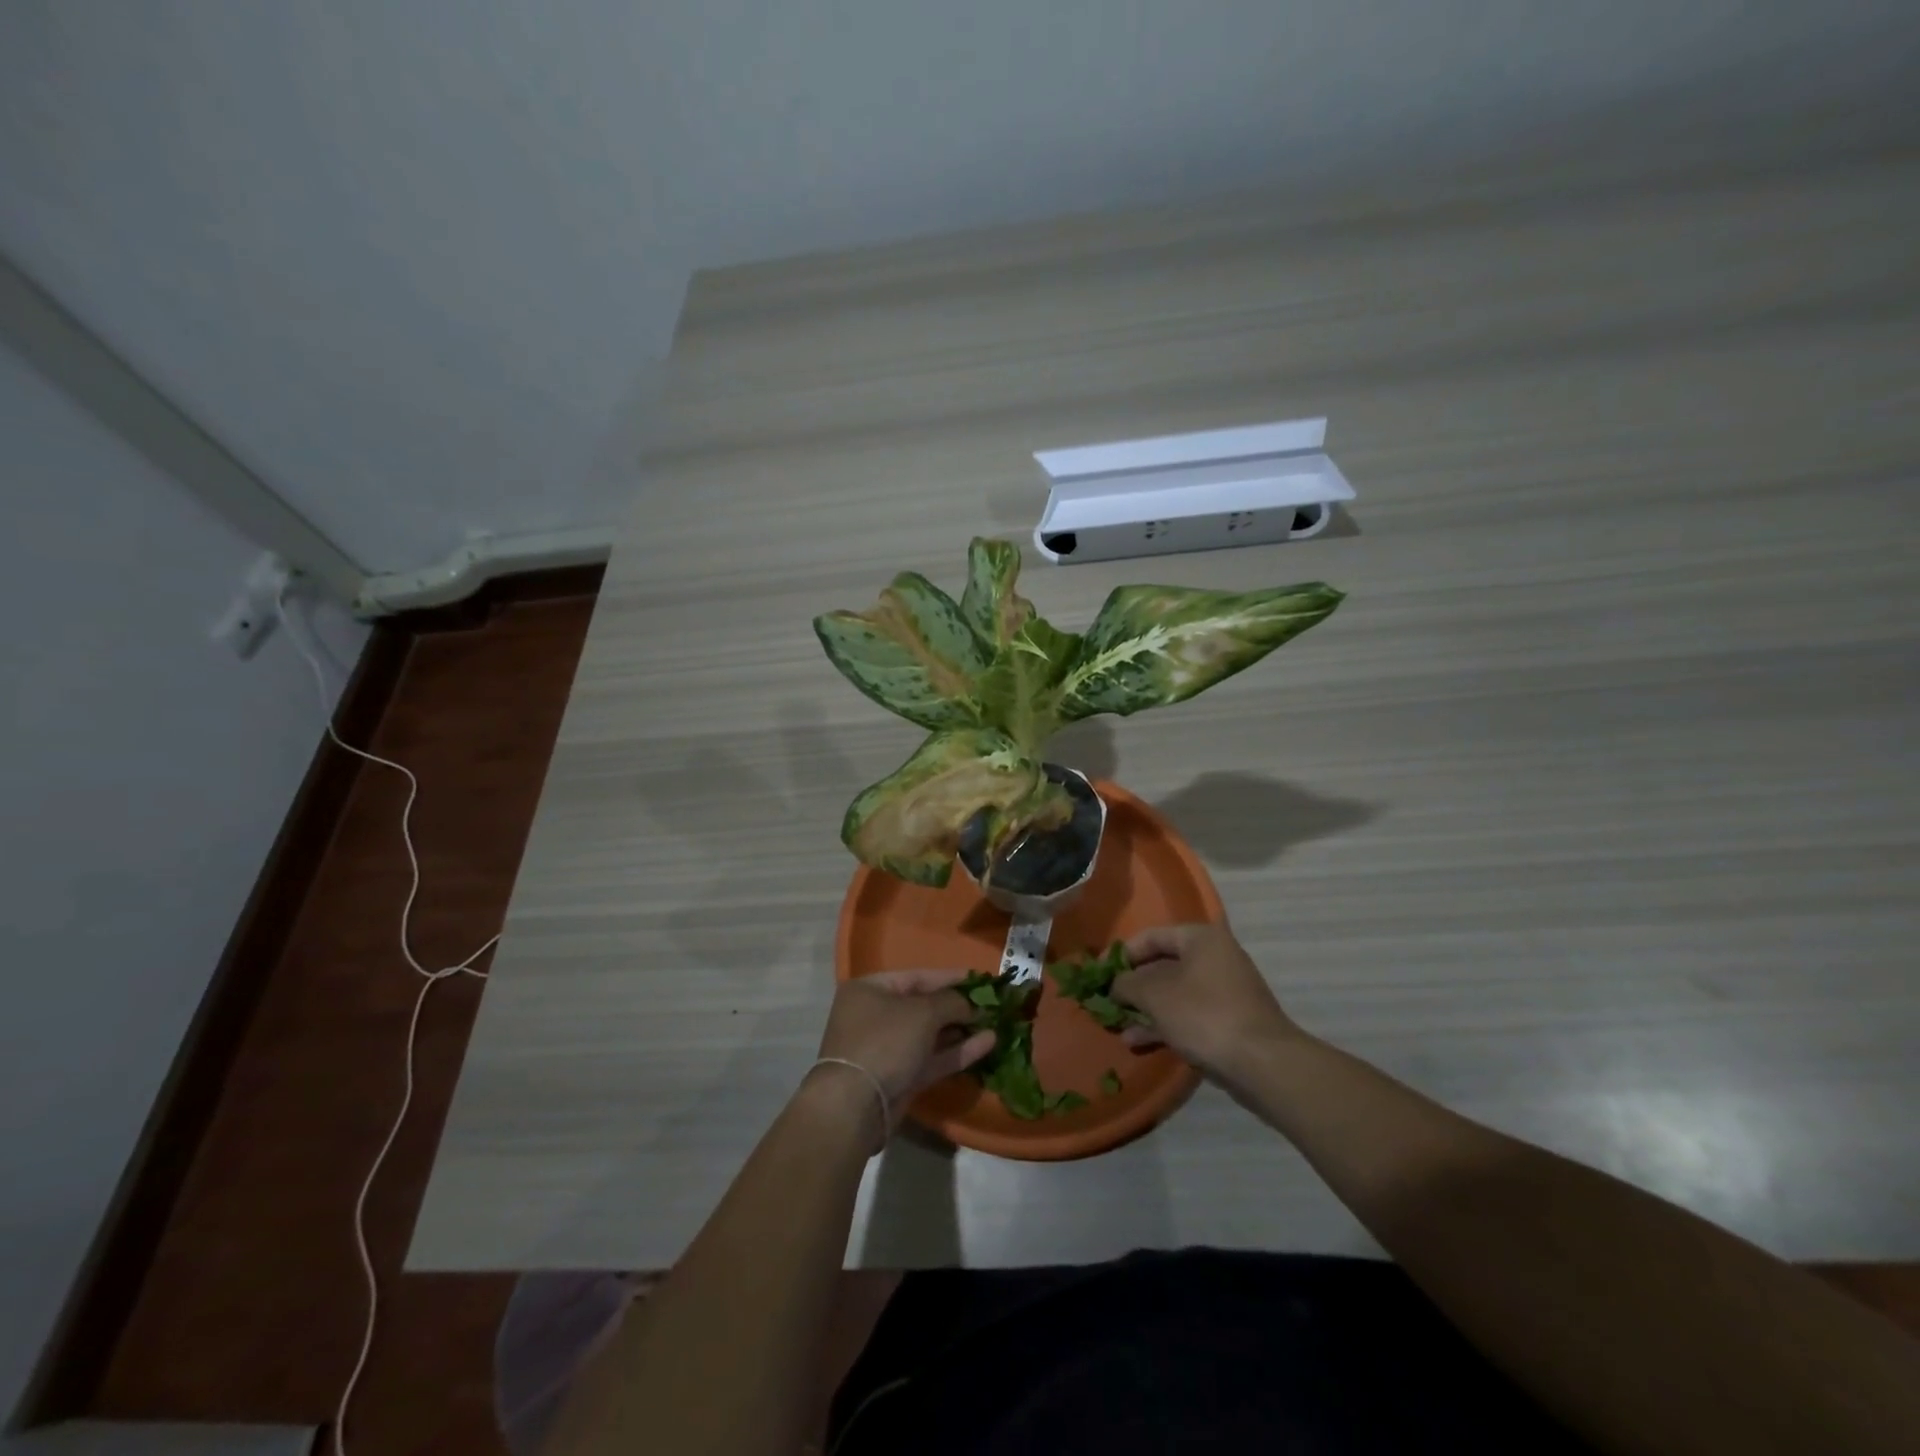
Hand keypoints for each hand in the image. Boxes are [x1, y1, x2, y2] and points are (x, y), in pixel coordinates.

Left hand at [810, 970, 996, 1136]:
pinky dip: (957, 1051)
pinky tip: (988, 1044)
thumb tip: (971, 1005)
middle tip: (992, 1004)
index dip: (950, 977)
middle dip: (958, 1006)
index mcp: (870, 990)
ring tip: (995, 1023)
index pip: (917, 977)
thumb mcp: (922, 1012)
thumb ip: (951, 1002)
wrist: (855, 1106)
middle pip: (924, 1006)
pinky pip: (932, 1058)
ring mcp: (887, 1049)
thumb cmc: (885, 1041)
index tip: (981, 979)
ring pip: (930, 1035)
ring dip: (961, 1030)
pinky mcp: (900, 1078)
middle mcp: (876, 1016)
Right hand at [1112, 924, 1305, 1081]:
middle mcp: (1215, 957)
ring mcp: (1224, 991)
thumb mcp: (1155, 994)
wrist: (1262, 1063)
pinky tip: (1137, 1040)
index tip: (1100, 973)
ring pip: (1174, 993)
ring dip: (1145, 1008)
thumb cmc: (1204, 1014)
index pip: (1152, 936)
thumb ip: (1127, 983)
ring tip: (1117, 1024)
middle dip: (1133, 985)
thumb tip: (1113, 984)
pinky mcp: (1228, 1021)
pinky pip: (1188, 1015)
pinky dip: (1164, 1024)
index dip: (1122, 954)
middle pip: (1163, 965)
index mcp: (1201, 938)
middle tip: (1108, 1000)